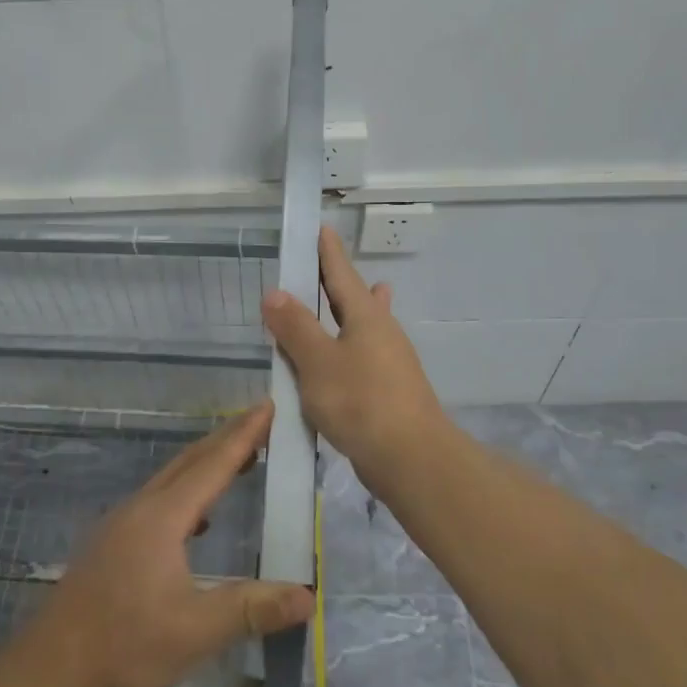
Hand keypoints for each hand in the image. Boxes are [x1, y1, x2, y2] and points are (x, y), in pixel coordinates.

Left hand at [32, 402, 314, 686]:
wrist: (51, 667)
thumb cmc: (125, 645)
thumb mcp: (196, 631)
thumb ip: (252, 609)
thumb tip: (308, 597)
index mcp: (162, 517)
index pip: (212, 465)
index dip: (243, 436)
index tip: (267, 406)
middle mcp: (140, 509)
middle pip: (189, 462)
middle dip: (226, 439)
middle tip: (259, 420)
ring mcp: (121, 524)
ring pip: (170, 479)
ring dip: (204, 463)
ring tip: (236, 460)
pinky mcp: (111, 543)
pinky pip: (158, 500)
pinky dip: (186, 492)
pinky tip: (197, 520)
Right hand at [262, 225, 448, 482]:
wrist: (411, 458)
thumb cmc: (361, 402)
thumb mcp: (318, 362)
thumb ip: (295, 327)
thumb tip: (274, 293)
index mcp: (365, 317)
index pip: (341, 273)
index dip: (328, 251)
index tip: (321, 228)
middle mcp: (382, 332)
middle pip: (356, 298)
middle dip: (337, 281)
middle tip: (320, 265)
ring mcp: (389, 362)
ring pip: (363, 328)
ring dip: (349, 313)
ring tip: (343, 300)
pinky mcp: (388, 390)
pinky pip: (361, 357)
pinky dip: (346, 348)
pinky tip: (340, 361)